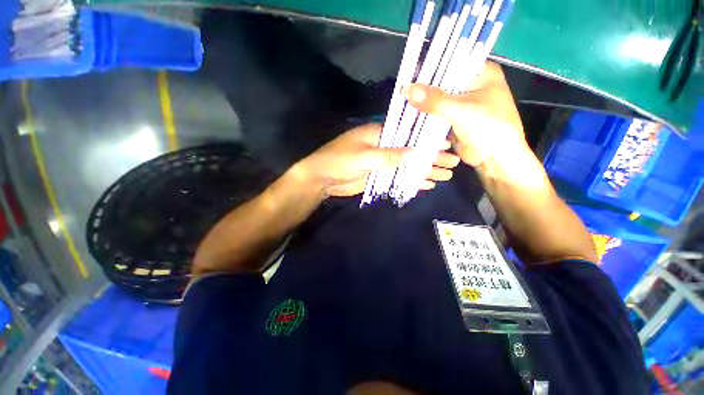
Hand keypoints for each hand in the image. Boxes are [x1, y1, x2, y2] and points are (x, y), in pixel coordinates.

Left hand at [296, 123, 459, 196]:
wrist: (322, 178)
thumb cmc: (340, 161)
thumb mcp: (365, 156)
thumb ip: (391, 156)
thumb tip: (418, 154)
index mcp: (379, 134)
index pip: (409, 134)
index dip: (427, 140)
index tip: (446, 145)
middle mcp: (383, 146)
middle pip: (412, 152)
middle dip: (431, 158)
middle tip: (453, 164)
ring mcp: (382, 163)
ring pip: (408, 166)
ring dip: (425, 171)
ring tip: (445, 176)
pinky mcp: (379, 176)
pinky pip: (398, 177)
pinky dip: (411, 181)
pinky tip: (426, 184)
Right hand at [405, 62, 526, 167]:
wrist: (494, 159)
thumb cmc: (489, 129)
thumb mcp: (462, 111)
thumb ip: (435, 100)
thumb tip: (408, 90)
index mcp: (481, 73)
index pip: (451, 62)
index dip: (430, 67)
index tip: (408, 73)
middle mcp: (470, 85)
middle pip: (441, 82)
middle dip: (423, 88)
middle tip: (401, 92)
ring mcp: (460, 103)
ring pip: (437, 99)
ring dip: (422, 103)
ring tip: (402, 104)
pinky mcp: (453, 118)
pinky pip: (435, 113)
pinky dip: (424, 116)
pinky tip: (410, 116)